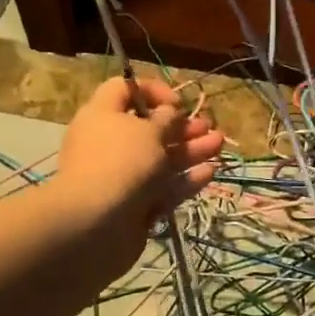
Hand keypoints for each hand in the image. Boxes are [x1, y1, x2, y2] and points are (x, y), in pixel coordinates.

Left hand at [55, 76, 224, 266]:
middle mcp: (109, 143)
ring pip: (160, 158)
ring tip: (218, 144)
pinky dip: (184, 179)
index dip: (152, 91)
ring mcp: (122, 176)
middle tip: (207, 126)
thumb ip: (167, 119)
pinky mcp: (135, 205)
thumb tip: (169, 113)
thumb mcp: (149, 131)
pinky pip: (163, 187)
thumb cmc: (122, 163)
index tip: (176, 103)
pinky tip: (209, 173)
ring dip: (190, 150)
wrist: (96, 225)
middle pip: (148, 128)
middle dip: (181, 126)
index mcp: (101, 116)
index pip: (124, 89)